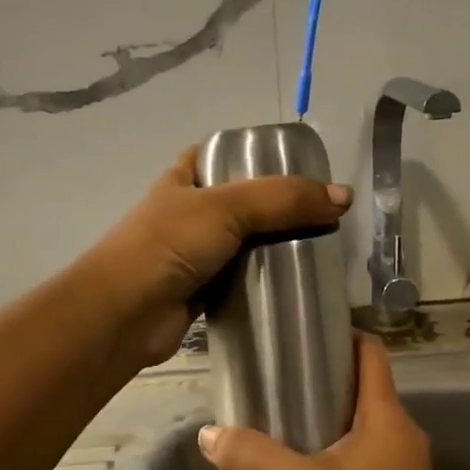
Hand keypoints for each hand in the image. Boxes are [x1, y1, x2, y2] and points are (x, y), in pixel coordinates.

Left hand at [85, 146, 351, 367]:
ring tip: (320, 246)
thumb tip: (344, 197)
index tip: (296, 166)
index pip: (220, 154)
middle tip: (321, 212)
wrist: (124, 314)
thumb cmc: (169, 244)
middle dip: (277, 206)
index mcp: (183, 179)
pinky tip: (298, 282)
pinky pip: (242, 279)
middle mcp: (187, 213)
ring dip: (274, 246)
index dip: (254, 154)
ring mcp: (194, 254)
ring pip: (244, 243)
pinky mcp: (203, 292)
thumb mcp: (228, 207)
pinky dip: (265, 281)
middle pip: (241, 201)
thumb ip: (285, 199)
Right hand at [197, 335, 455, 469]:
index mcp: (387, 417)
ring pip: (366, 420)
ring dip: (331, 414)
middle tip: (280, 378)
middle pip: (366, 384)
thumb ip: (252, 456)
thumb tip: (207, 433)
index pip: (371, 352)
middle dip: (325, 378)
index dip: (340, 335)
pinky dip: (341, 443)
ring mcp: (407, 463)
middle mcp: (404, 431)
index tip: (303, 336)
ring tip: (286, 417)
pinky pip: (369, 448)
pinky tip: (309, 461)